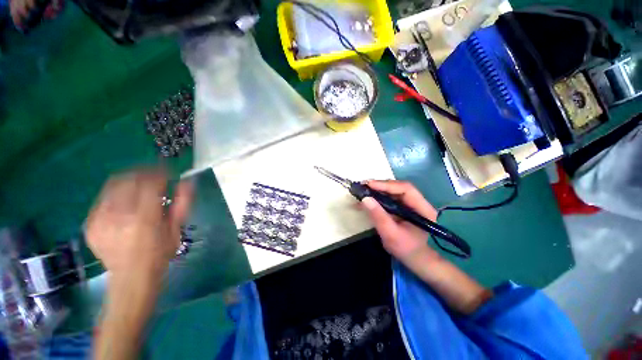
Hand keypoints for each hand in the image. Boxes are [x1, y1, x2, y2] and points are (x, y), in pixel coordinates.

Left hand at [86, 169, 192, 282]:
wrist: (130, 276)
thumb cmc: (159, 253)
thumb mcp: (177, 229)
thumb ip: (182, 203)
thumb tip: (187, 181)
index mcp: (144, 218)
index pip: (150, 183)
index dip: (160, 173)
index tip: (168, 172)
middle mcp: (119, 215)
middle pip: (129, 179)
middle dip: (144, 172)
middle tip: (155, 176)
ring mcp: (100, 219)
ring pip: (113, 184)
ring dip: (130, 179)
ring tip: (140, 184)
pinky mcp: (89, 223)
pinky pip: (103, 197)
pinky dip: (116, 192)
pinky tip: (125, 199)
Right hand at [361, 180, 438, 262]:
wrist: (415, 259)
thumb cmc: (406, 249)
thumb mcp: (390, 234)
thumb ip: (378, 216)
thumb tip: (365, 199)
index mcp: (423, 209)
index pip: (406, 189)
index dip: (387, 185)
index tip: (369, 185)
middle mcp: (419, 202)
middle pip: (399, 187)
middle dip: (380, 185)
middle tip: (364, 185)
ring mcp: (411, 203)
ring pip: (394, 190)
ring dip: (378, 189)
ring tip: (364, 190)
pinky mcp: (404, 206)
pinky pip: (390, 196)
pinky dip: (378, 195)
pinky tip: (368, 197)